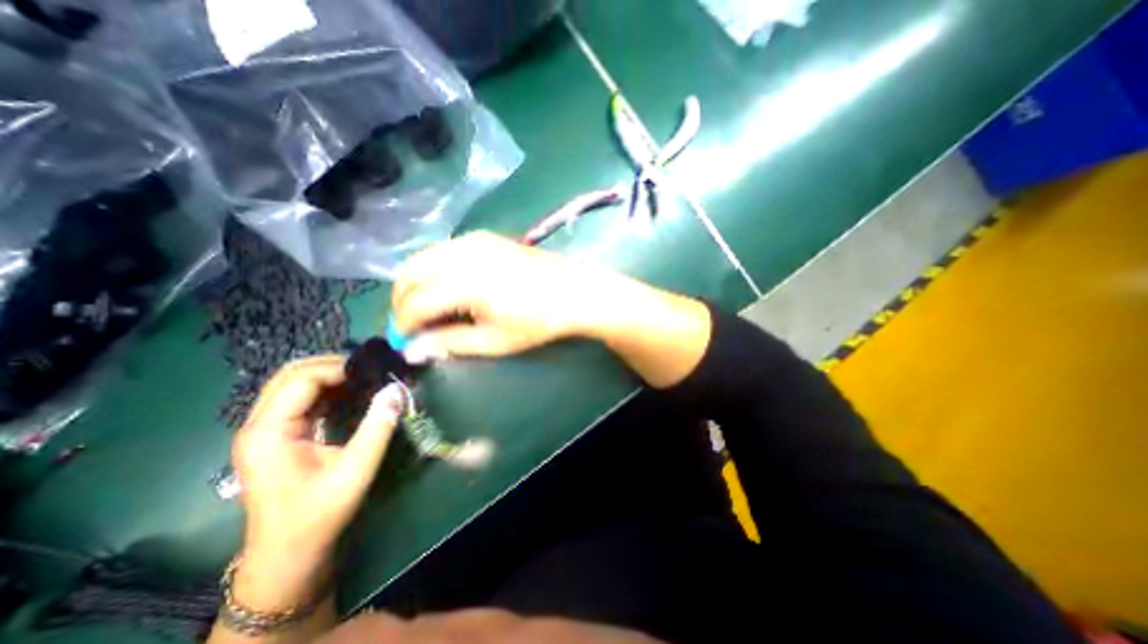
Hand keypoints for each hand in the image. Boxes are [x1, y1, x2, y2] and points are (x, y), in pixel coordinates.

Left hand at [230, 354, 402, 610]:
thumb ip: (377, 427)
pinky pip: (302, 399)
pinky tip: (353, 395)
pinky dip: (329, 390)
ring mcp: (266, 430)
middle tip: (370, 371)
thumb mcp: (355, 470)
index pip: (301, 379)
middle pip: (291, 374)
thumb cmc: (319, 514)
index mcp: (268, 433)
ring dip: (331, 376)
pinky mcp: (278, 436)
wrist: (288, 554)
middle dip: (333, 365)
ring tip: (366, 379)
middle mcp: (259, 425)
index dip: (339, 369)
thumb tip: (397, 390)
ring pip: (295, 384)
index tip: (375, 373)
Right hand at [393, 232, 626, 361]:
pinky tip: (445, 285)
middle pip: (409, 272)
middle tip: (411, 324)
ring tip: (425, 307)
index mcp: (465, 283)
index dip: (403, 324)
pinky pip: (443, 248)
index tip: (406, 340)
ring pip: (423, 256)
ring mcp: (473, 240)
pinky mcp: (484, 236)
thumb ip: (450, 343)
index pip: (415, 303)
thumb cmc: (538, 321)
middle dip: (401, 299)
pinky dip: (433, 266)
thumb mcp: (494, 341)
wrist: (574, 292)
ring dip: (414, 281)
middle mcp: (462, 254)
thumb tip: (414, 349)